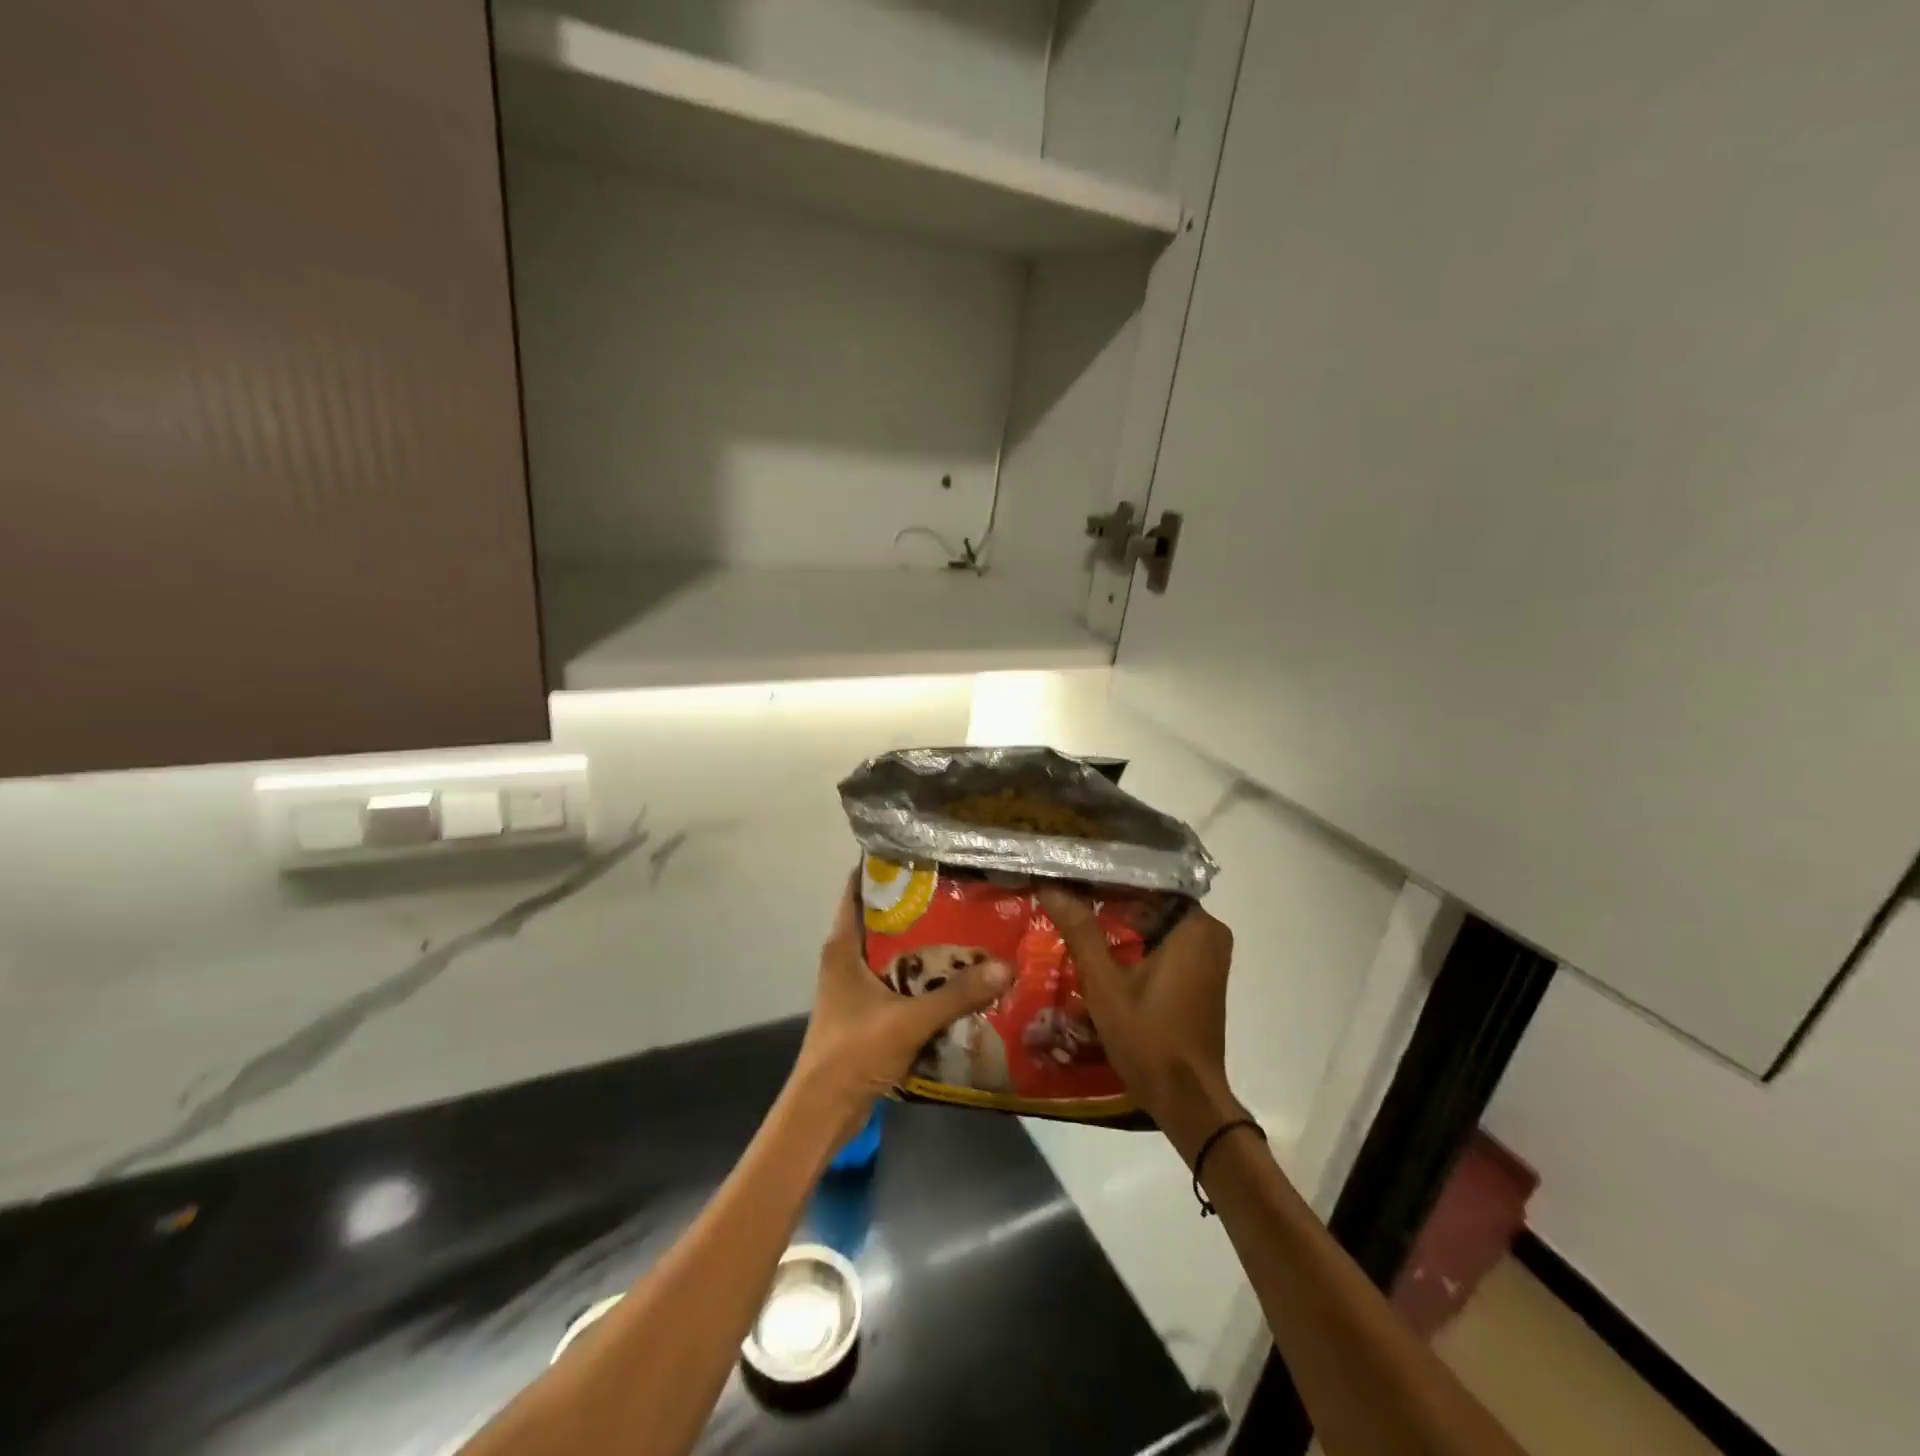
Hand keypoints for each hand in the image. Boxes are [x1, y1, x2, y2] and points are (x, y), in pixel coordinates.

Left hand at [786, 876, 1010, 1131]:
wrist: (822, 1112)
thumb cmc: (853, 1052)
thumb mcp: (909, 1020)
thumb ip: (956, 996)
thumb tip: (1005, 967)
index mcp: (843, 947)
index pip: (858, 891)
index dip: (886, 869)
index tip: (924, 854)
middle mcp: (847, 960)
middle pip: (883, 921)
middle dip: (919, 907)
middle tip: (962, 890)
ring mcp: (855, 988)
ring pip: (894, 954)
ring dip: (925, 945)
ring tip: (969, 928)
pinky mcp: (867, 1013)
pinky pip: (899, 983)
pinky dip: (923, 978)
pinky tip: (957, 978)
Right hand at [1037, 888, 1245, 1162]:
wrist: (1186, 1099)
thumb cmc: (1148, 1037)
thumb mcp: (1105, 983)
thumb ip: (1080, 930)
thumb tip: (1050, 885)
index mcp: (1195, 926)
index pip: (1146, 881)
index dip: (1105, 875)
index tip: (1071, 871)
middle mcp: (1209, 932)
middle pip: (1151, 901)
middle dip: (1110, 898)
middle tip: (1066, 890)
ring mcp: (1208, 955)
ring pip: (1156, 922)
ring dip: (1120, 921)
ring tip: (1074, 911)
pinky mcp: (1201, 975)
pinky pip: (1164, 942)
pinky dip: (1135, 941)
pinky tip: (1098, 944)